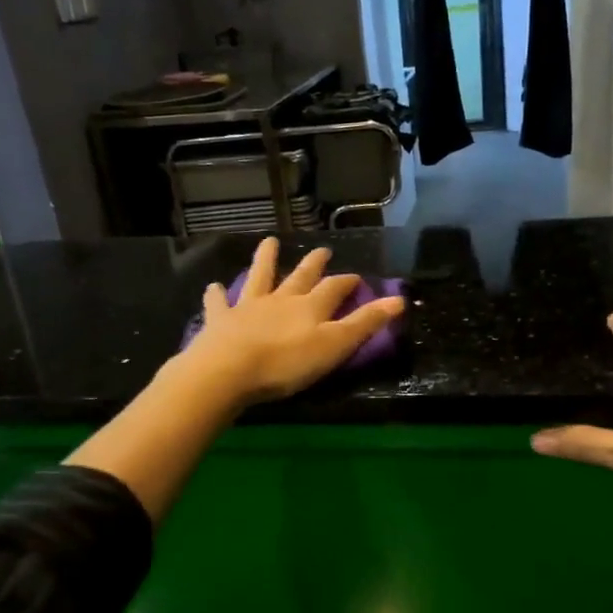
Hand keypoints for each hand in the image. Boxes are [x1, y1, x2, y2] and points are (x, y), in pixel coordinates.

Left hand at [175, 237, 404, 407]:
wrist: (229, 370)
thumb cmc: (287, 363)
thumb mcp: (335, 346)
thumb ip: (364, 323)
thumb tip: (399, 299)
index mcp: (310, 307)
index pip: (334, 288)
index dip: (347, 281)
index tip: (357, 276)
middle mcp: (281, 299)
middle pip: (300, 276)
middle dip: (313, 264)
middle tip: (321, 250)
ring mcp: (249, 307)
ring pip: (260, 277)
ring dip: (265, 259)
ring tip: (269, 242)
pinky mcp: (221, 320)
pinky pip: (219, 303)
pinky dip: (217, 294)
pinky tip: (213, 287)